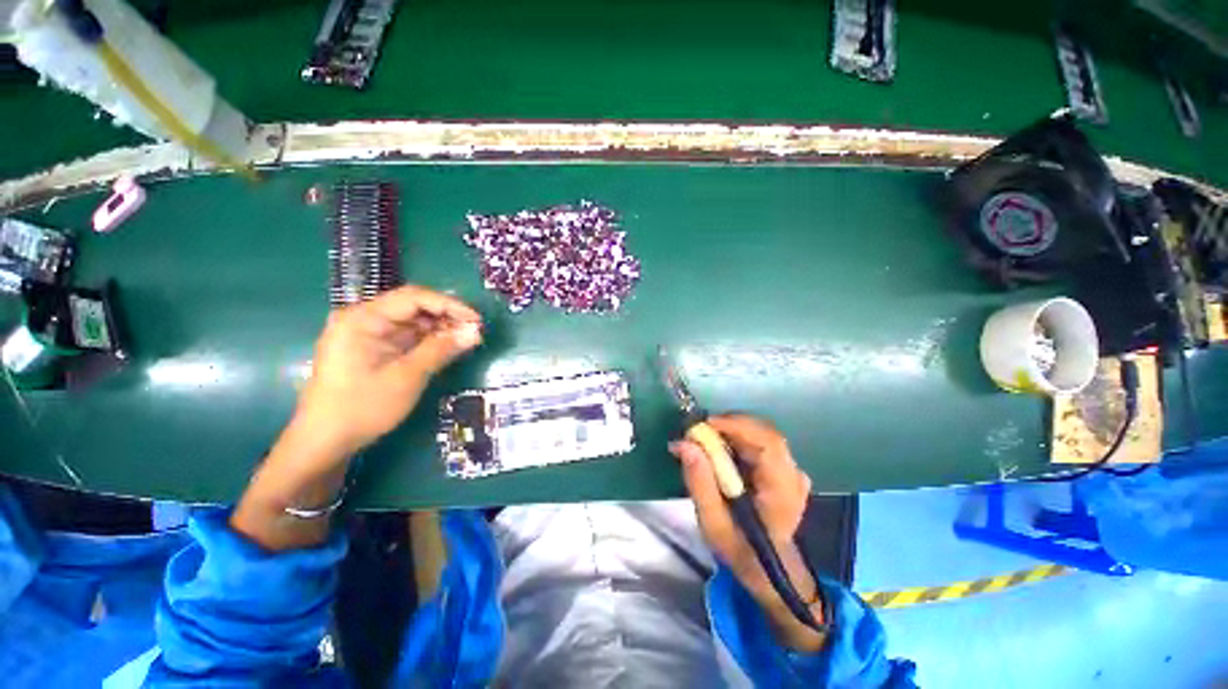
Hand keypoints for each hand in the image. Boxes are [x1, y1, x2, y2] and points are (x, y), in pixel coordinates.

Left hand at [294, 285, 482, 460]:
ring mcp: (366, 334)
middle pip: (412, 307)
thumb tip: (475, 331)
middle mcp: (363, 319)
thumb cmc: (363, 406)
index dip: (450, 305)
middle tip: (475, 331)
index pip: (414, 298)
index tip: (477, 320)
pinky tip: (447, 348)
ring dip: (440, 329)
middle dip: (446, 317)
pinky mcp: (372, 349)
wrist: (325, 441)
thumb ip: (441, 349)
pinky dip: (428, 341)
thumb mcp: (407, 376)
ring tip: (466, 340)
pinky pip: (406, 337)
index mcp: (363, 318)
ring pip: (412, 322)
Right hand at [670, 414, 825, 651]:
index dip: (736, 426)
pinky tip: (723, 449)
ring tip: (705, 440)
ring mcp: (793, 470)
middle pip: (764, 432)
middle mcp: (793, 474)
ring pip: (762, 434)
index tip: (704, 425)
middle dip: (729, 425)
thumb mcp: (713, 524)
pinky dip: (739, 438)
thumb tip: (684, 443)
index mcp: (782, 490)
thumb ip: (699, 483)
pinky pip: (761, 442)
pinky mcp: (785, 469)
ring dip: (732, 430)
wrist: (769, 571)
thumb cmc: (741, 550)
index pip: (767, 443)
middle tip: (698, 432)